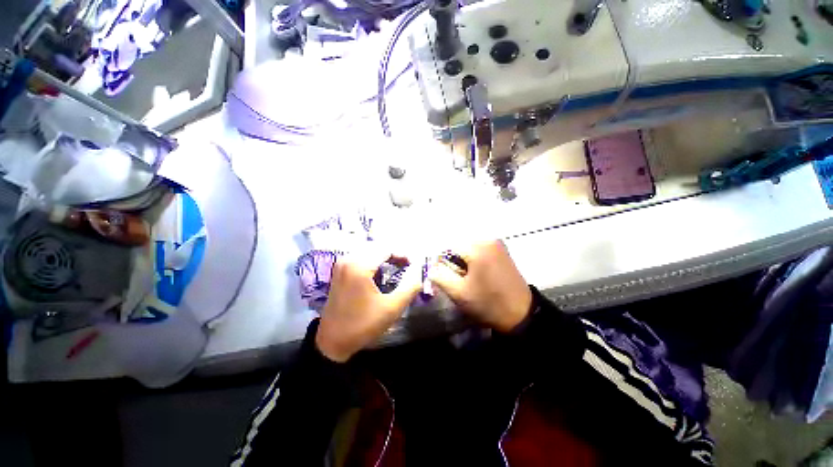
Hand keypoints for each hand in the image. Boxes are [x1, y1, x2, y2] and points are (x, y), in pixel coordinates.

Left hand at [316, 250, 421, 361]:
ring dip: (384, 256)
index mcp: (359, 266)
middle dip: (394, 254)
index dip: (403, 254)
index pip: (386, 249)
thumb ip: (410, 287)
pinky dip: (373, 260)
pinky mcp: (339, 270)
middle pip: (377, 247)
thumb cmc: (362, 325)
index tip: (414, 265)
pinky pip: (360, 256)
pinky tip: (381, 270)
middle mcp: (348, 259)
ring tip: (398, 266)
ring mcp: (341, 264)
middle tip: (407, 265)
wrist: (332, 342)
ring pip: (369, 250)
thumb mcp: (392, 308)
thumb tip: (421, 272)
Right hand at [428, 240, 531, 332]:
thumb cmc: (488, 304)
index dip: (440, 260)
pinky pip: (480, 249)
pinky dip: (473, 258)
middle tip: (452, 275)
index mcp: (477, 248)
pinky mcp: (502, 251)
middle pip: (459, 245)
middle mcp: (488, 240)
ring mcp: (497, 244)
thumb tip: (431, 267)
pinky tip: (475, 272)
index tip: (440, 273)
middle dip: (452, 258)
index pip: (448, 246)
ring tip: (463, 275)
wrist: (521, 315)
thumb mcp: (459, 293)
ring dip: (462, 258)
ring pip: (469, 247)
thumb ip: (440, 276)